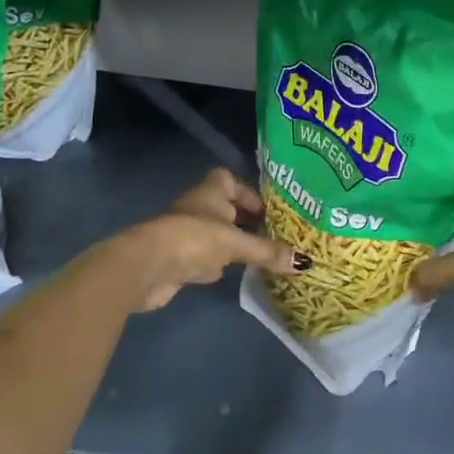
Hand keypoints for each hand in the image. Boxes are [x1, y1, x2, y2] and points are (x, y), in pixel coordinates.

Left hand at [118, 168, 299, 313]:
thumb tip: (306, 263)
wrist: (147, 266)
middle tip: (274, 234)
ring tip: (264, 255)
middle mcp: (199, 208)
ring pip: (217, 234)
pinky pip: (207, 258)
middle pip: (225, 208)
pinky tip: (237, 274)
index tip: (267, 208)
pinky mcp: (180, 260)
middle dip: (246, 220)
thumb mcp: (236, 243)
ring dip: (235, 243)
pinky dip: (221, 265)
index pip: (228, 179)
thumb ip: (268, 252)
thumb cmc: (194, 238)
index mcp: (210, 191)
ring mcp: (188, 234)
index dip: (247, 191)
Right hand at [410, 177, 453, 339]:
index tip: (408, 166)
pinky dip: (448, 262)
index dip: (437, 169)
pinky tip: (427, 265)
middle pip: (452, 205)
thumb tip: (408, 286)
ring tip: (402, 235)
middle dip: (427, 206)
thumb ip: (433, 273)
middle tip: (393, 205)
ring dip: (436, 236)